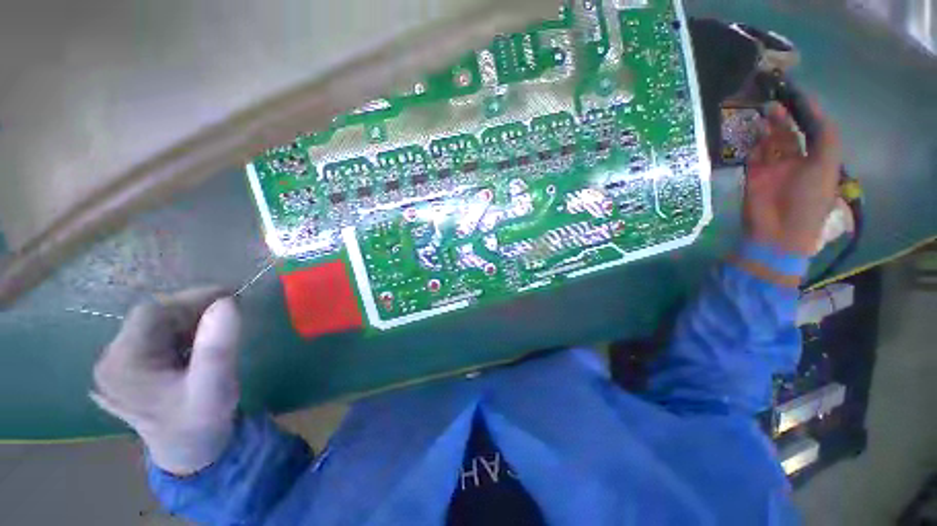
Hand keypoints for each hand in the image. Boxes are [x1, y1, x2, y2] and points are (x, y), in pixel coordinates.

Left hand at [91, 287, 241, 475]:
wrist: (191, 451)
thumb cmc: (202, 422)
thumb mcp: (214, 387)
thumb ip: (218, 347)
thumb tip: (227, 302)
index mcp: (123, 365)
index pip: (152, 314)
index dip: (191, 300)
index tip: (231, 297)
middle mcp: (111, 360)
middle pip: (152, 318)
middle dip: (193, 310)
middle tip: (230, 311)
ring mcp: (118, 364)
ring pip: (156, 325)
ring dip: (190, 320)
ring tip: (219, 328)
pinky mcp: (130, 367)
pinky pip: (157, 336)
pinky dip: (184, 331)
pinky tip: (201, 341)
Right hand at [744, 102, 842, 254]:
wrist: (778, 230)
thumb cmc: (809, 199)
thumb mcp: (827, 165)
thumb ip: (824, 136)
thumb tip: (813, 108)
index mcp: (818, 158)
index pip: (814, 129)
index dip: (808, 111)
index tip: (798, 94)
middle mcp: (796, 160)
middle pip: (790, 132)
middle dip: (786, 115)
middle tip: (776, 99)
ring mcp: (773, 167)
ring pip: (770, 140)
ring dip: (769, 126)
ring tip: (765, 110)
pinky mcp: (753, 174)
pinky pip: (753, 153)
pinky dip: (754, 141)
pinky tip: (754, 130)